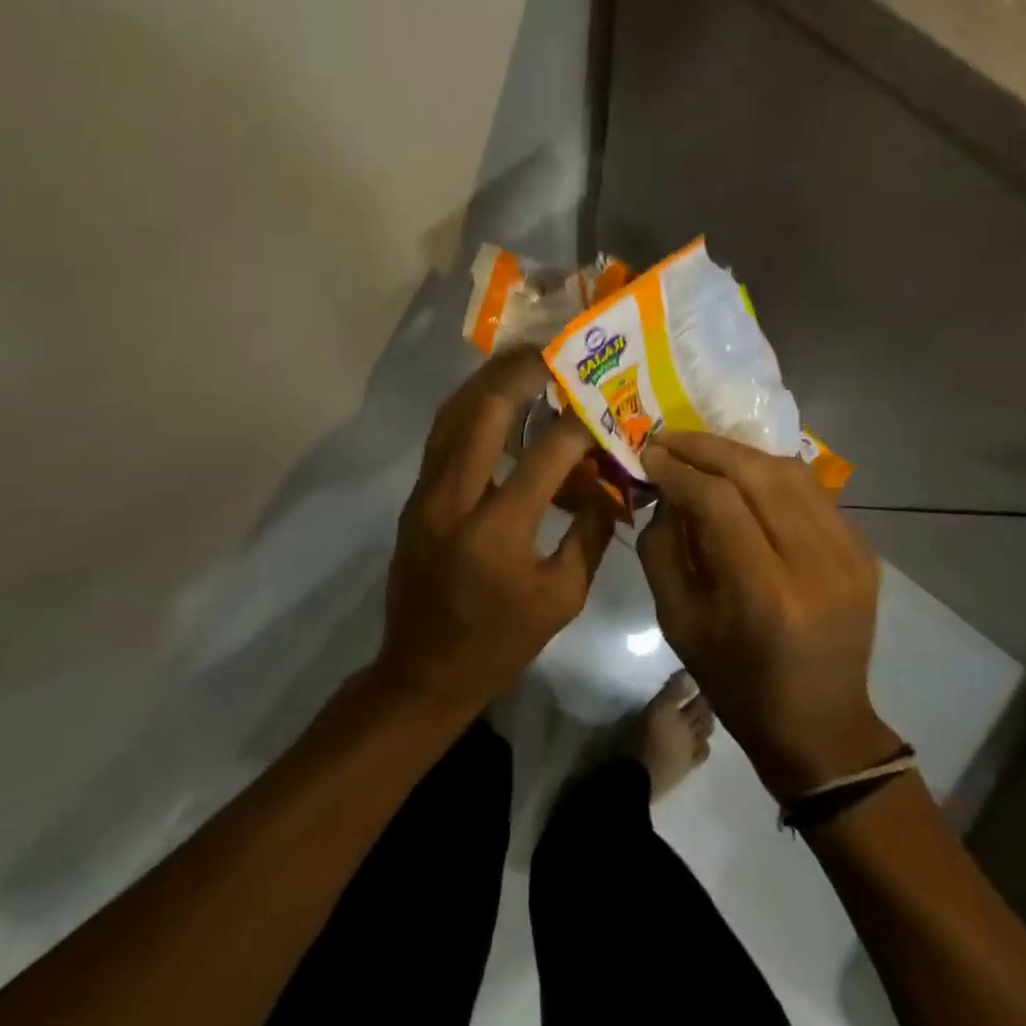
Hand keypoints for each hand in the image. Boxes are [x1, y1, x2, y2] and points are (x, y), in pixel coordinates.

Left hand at [375, 346, 616, 717]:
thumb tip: (610, 482)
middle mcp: (454, 501)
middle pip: (485, 413)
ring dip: (489, 381)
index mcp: (498, 532)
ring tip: (524, 360)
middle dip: (522, 374)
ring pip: (453, 415)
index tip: (603, 404)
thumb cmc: (501, 644)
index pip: (546, 455)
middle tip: (554, 353)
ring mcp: (426, 495)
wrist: (421, 673)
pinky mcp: (415, 497)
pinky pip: (442, 436)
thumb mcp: (563, 597)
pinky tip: (495, 397)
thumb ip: (590, 533)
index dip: (580, 424)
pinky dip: (470, 407)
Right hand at [638, 431, 897, 799]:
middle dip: (707, 447)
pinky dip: (772, 474)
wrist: (820, 726)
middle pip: (760, 474)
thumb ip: (662, 549)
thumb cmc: (736, 684)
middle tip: (669, 439)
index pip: (720, 503)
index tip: (649, 454)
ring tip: (702, 452)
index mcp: (767, 596)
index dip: (680, 471)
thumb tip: (664, 491)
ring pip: (791, 472)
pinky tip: (744, 476)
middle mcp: (817, 566)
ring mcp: (850, 555)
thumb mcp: (678, 624)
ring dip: (740, 453)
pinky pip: (813, 492)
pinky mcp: (865, 552)